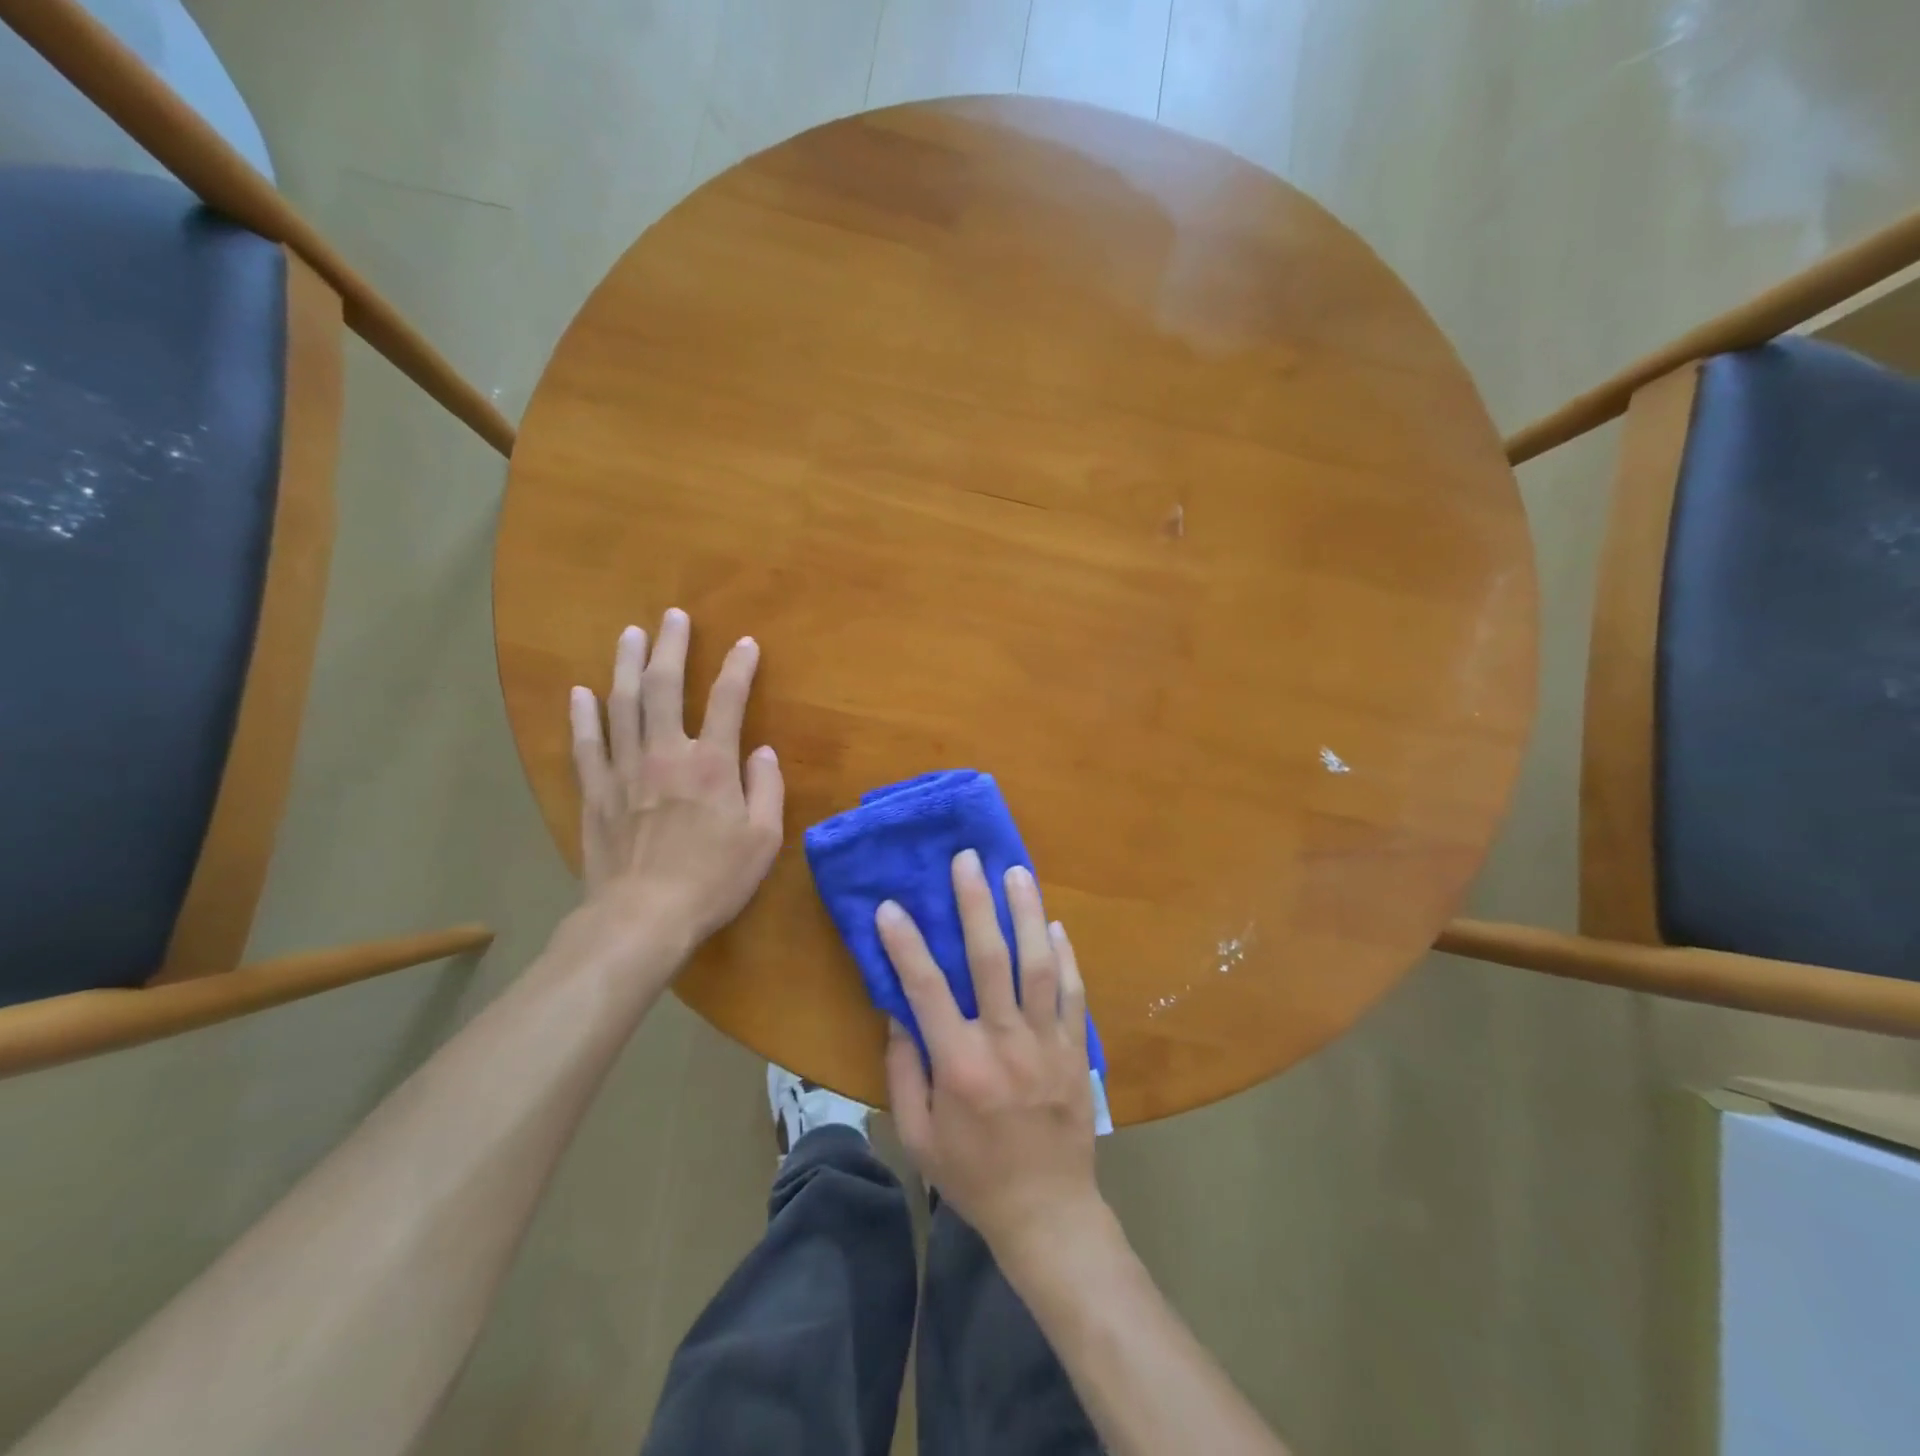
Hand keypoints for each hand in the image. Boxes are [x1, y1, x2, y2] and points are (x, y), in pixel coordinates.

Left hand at [569, 609, 783, 947]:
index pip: (728, 701)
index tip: (746, 644)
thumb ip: (767, 788)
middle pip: (665, 687)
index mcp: (712, 765)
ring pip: (622, 704)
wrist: (643, 918)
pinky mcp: (594, 793)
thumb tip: (763, 751)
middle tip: (673, 617)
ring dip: (626, 665)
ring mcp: (624, 770)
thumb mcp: (763, 839)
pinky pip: (585, 744)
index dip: (739, 668)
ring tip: (630, 634)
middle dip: (671, 647)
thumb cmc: (713, 880)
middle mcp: (666, 754)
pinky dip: (583, 715)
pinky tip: (581, 692)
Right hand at [880, 850, 1100, 1260]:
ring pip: (1039, 964)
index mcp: (960, 1065)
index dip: (905, 945)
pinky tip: (1055, 924)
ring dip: (1026, 913)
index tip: (890, 906)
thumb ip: (904, 1072)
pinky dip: (1066, 955)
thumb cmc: (973, 1176)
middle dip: (976, 904)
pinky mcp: (1076, 1049)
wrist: (1048, 1213)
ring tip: (1016, 871)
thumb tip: (898, 1013)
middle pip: (991, 960)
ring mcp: (1047, 1042)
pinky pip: (1073, 992)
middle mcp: (1005, 1043)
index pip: (926, 990)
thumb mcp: (919, 1136)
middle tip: (968, 859)